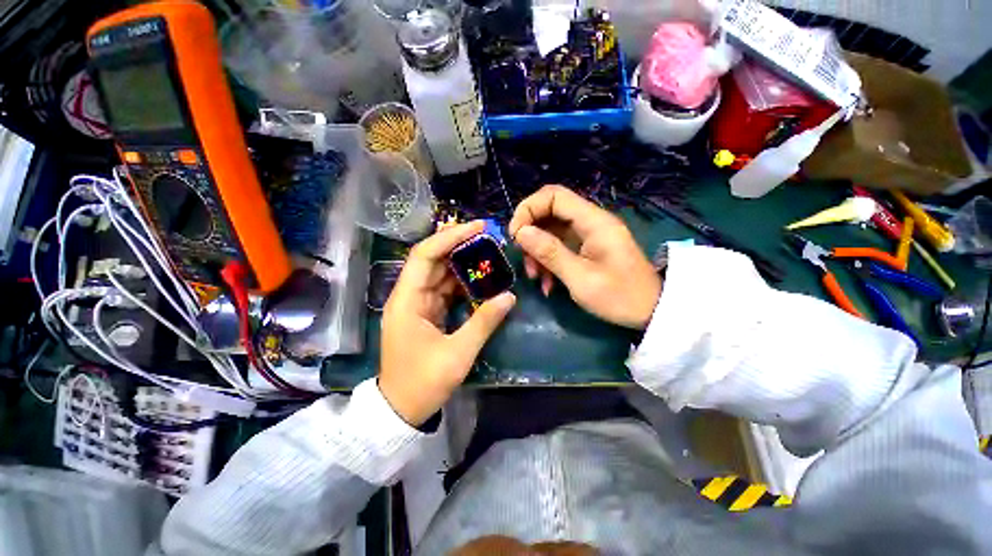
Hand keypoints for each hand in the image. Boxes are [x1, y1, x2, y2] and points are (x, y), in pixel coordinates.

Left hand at [379, 221, 515, 425]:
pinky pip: (445, 290)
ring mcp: (418, 304)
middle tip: (488, 237)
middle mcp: (409, 295)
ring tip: (489, 254)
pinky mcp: (426, 313)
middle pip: (433, 260)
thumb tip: (509, 297)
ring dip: (463, 264)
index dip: (450, 237)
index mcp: (407, 300)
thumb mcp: (458, 353)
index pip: (425, 255)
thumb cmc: (423, 383)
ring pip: (441, 274)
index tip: (477, 227)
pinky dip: (463, 283)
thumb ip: (484, 322)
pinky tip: (481, 279)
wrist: (401, 409)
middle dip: (459, 246)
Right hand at [509, 185, 661, 329]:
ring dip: (538, 252)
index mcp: (593, 221)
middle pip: (550, 212)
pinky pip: (560, 246)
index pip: (553, 196)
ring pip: (552, 231)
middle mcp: (590, 221)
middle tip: (523, 258)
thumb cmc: (619, 296)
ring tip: (536, 277)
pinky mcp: (587, 248)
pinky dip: (549, 261)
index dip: (528, 209)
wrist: (651, 311)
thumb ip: (550, 252)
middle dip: (531, 234)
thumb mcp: (580, 278)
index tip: (515, 235)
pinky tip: (548, 283)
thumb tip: (521, 232)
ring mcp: (588, 235)